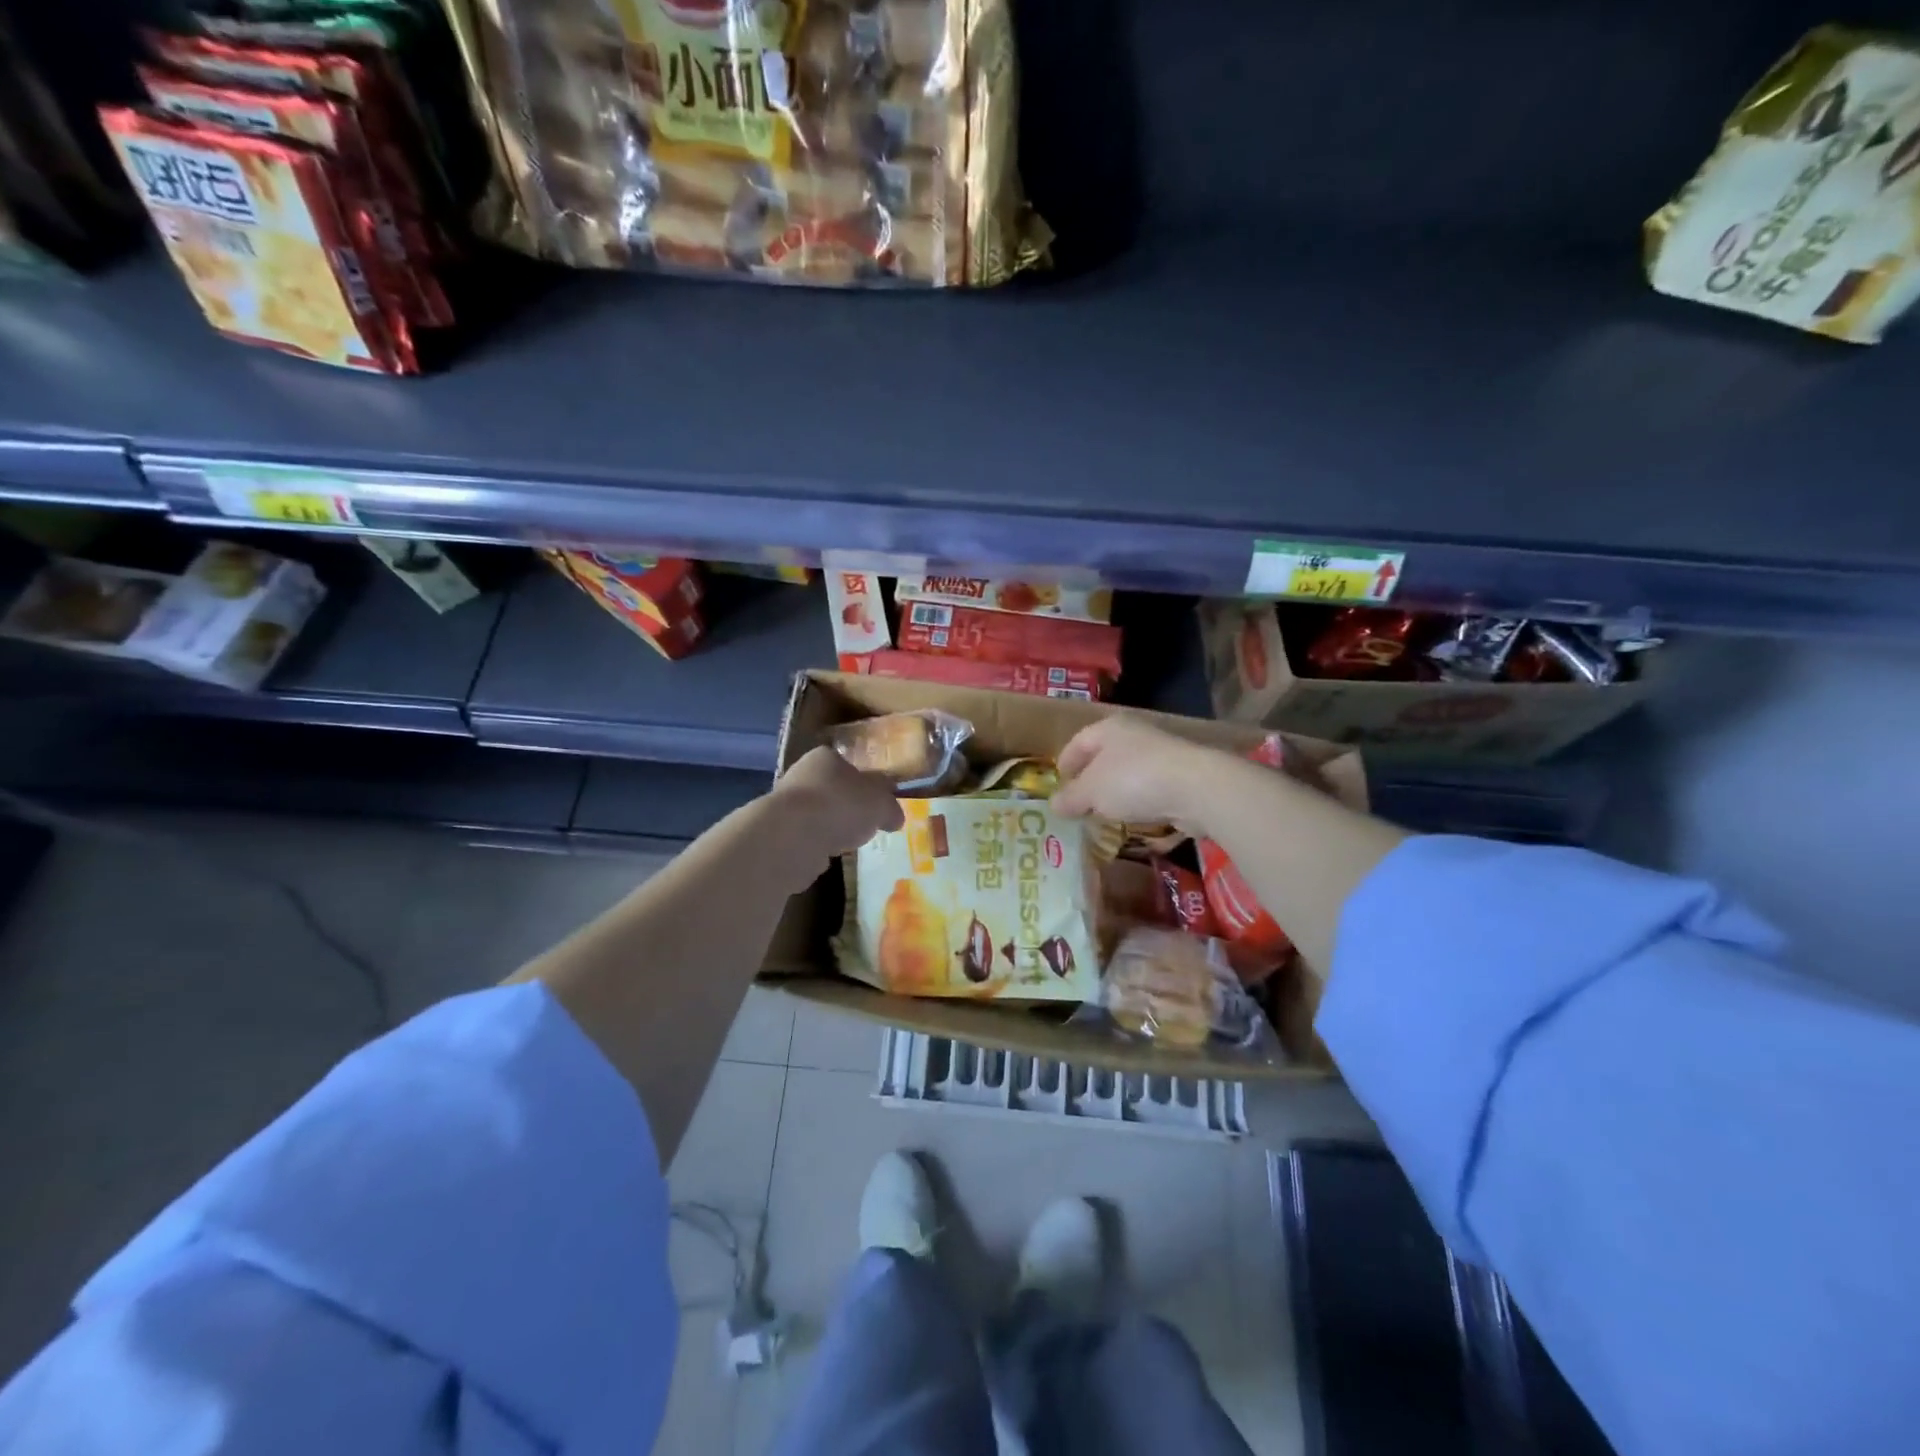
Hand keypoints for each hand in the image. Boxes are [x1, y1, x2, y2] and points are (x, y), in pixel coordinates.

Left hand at [768, 747, 905, 872]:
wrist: (792, 837)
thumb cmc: (842, 806)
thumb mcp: (880, 804)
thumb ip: (890, 808)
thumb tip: (894, 816)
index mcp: (826, 757)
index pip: (848, 765)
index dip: (865, 784)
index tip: (876, 804)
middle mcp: (801, 775)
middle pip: (831, 791)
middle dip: (847, 808)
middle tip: (864, 827)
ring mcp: (784, 806)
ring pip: (815, 816)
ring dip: (829, 829)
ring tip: (847, 845)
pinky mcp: (776, 835)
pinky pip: (803, 840)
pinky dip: (814, 848)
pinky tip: (824, 858)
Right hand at [1052, 716, 1222, 833]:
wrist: (1198, 789)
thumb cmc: (1133, 780)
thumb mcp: (1091, 792)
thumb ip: (1071, 798)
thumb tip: (1054, 804)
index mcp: (1110, 728)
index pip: (1078, 741)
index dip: (1065, 762)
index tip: (1058, 783)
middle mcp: (1135, 735)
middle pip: (1104, 757)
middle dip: (1090, 780)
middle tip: (1078, 803)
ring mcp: (1162, 756)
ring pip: (1128, 774)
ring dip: (1115, 794)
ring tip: (1104, 816)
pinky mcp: (1182, 778)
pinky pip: (1151, 790)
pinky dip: (1140, 803)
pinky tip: (1134, 820)